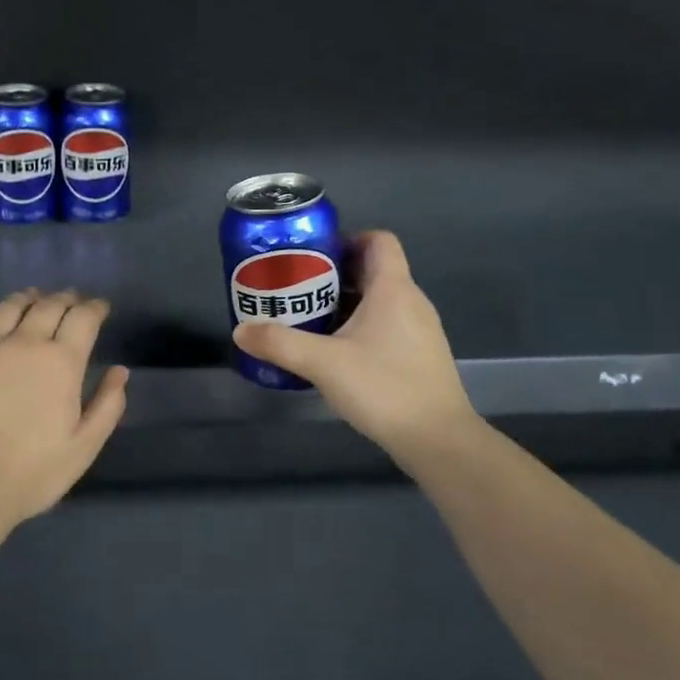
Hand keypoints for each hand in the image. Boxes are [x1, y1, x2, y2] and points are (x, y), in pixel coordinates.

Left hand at [0, 289, 129, 527]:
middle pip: (48, 305)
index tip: (101, 308)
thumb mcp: (85, 446)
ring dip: (28, 298)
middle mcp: (24, 343)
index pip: (83, 317)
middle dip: (66, 299)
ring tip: (35, 299)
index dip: (95, 307)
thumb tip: (120, 371)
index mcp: (61, 362)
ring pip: (9, 306)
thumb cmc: (34, 472)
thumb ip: (108, 405)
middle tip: (73, 302)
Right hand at [232, 231, 476, 466]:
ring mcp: (420, 331)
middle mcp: (411, 302)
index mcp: (393, 289)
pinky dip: (360, 328)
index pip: (379, 240)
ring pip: (379, 301)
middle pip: (373, 270)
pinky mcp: (419, 357)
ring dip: (345, 303)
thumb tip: (241, 331)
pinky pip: (386, 326)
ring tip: (309, 319)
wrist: (438, 440)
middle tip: (298, 288)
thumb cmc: (384, 387)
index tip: (314, 256)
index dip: (347, 239)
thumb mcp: (323, 363)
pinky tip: (335, 352)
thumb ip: (279, 343)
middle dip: (334, 275)